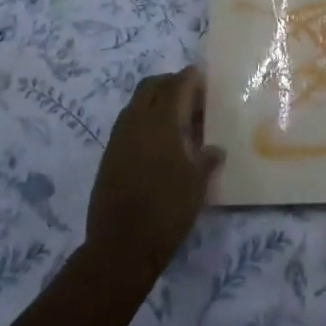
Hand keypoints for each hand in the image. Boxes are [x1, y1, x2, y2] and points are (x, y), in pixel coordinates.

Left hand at [86, 67, 223, 280]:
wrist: (120, 247)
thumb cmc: (166, 210)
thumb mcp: (197, 184)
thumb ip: (207, 159)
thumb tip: (215, 149)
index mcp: (162, 121)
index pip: (177, 84)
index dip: (191, 78)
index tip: (205, 80)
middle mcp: (137, 120)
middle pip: (152, 85)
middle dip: (171, 84)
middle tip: (191, 98)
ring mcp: (119, 136)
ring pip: (137, 102)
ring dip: (156, 101)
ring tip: (177, 120)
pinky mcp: (109, 154)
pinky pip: (128, 122)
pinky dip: (144, 120)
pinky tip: (159, 143)